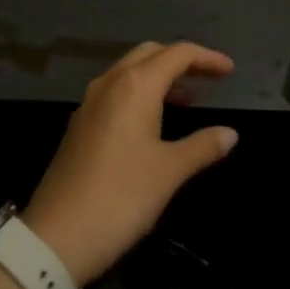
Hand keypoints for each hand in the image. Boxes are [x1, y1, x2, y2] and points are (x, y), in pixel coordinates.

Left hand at [23, 42, 239, 285]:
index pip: (177, 54)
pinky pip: (115, 91)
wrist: (59, 234)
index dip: (206, 58)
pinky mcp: (79, 124)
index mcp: (135, 86)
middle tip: (209, 79)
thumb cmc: (122, 196)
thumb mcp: (170, 171)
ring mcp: (89, 102)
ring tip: (188, 97)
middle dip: (181, 60)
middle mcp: (110, 83)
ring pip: (129, 71)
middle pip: (150, 53)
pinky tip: (153, 119)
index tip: (230, 71)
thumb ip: (202, 146)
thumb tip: (230, 133)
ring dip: (159, 75)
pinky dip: (140, 92)